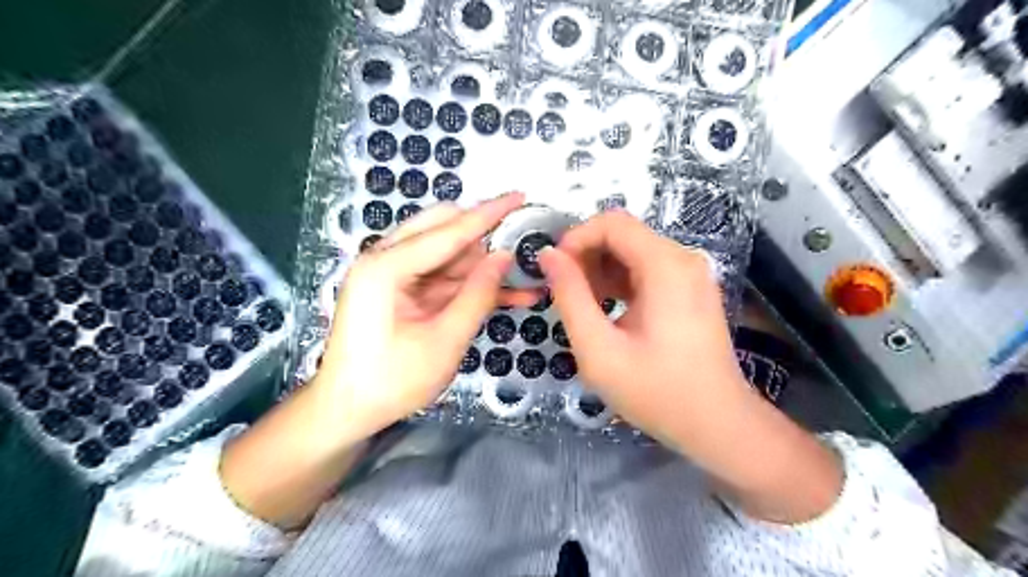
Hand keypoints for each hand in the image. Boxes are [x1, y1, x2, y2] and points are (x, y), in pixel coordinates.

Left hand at [315, 195, 537, 439]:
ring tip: (524, 278)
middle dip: (485, 238)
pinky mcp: (401, 291)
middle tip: (523, 245)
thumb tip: (505, 256)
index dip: (489, 214)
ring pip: (448, 255)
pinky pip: (442, 278)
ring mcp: (392, 275)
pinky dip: (471, 285)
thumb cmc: (391, 382)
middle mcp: (385, 260)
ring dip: (483, 266)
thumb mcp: (443, 341)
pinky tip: (506, 293)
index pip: (449, 230)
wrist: (346, 412)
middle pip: (443, 230)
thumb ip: (477, 294)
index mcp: (386, 267)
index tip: (519, 195)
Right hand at [539, 212, 842, 523]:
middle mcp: (682, 259)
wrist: (717, 425)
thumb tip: (548, 255)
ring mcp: (690, 274)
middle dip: (586, 255)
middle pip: (623, 234)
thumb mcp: (599, 349)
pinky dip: (620, 282)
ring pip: (633, 251)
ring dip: (601, 270)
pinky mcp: (690, 290)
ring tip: (583, 305)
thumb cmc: (657, 392)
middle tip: (563, 291)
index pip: (612, 222)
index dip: (576, 238)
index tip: (554, 270)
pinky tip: (607, 310)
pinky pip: (647, 270)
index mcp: (665, 266)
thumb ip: (570, 297)